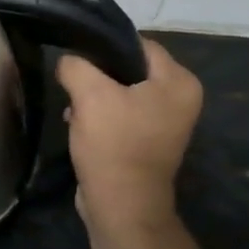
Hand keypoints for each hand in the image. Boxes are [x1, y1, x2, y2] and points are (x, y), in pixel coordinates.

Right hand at [57, 39, 203, 232]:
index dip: (105, 46)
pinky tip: (80, 125)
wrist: (121, 203)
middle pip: (130, 69)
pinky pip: (122, 115)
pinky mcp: (148, 141)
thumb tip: (68, 61)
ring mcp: (166, 122)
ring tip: (73, 109)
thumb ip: (76, 66)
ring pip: (122, 92)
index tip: (76, 55)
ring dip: (95, 98)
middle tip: (72, 85)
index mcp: (179, 81)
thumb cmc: (113, 144)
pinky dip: (101, 116)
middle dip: (97, 76)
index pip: (138, 44)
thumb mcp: (90, 96)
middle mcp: (181, 98)